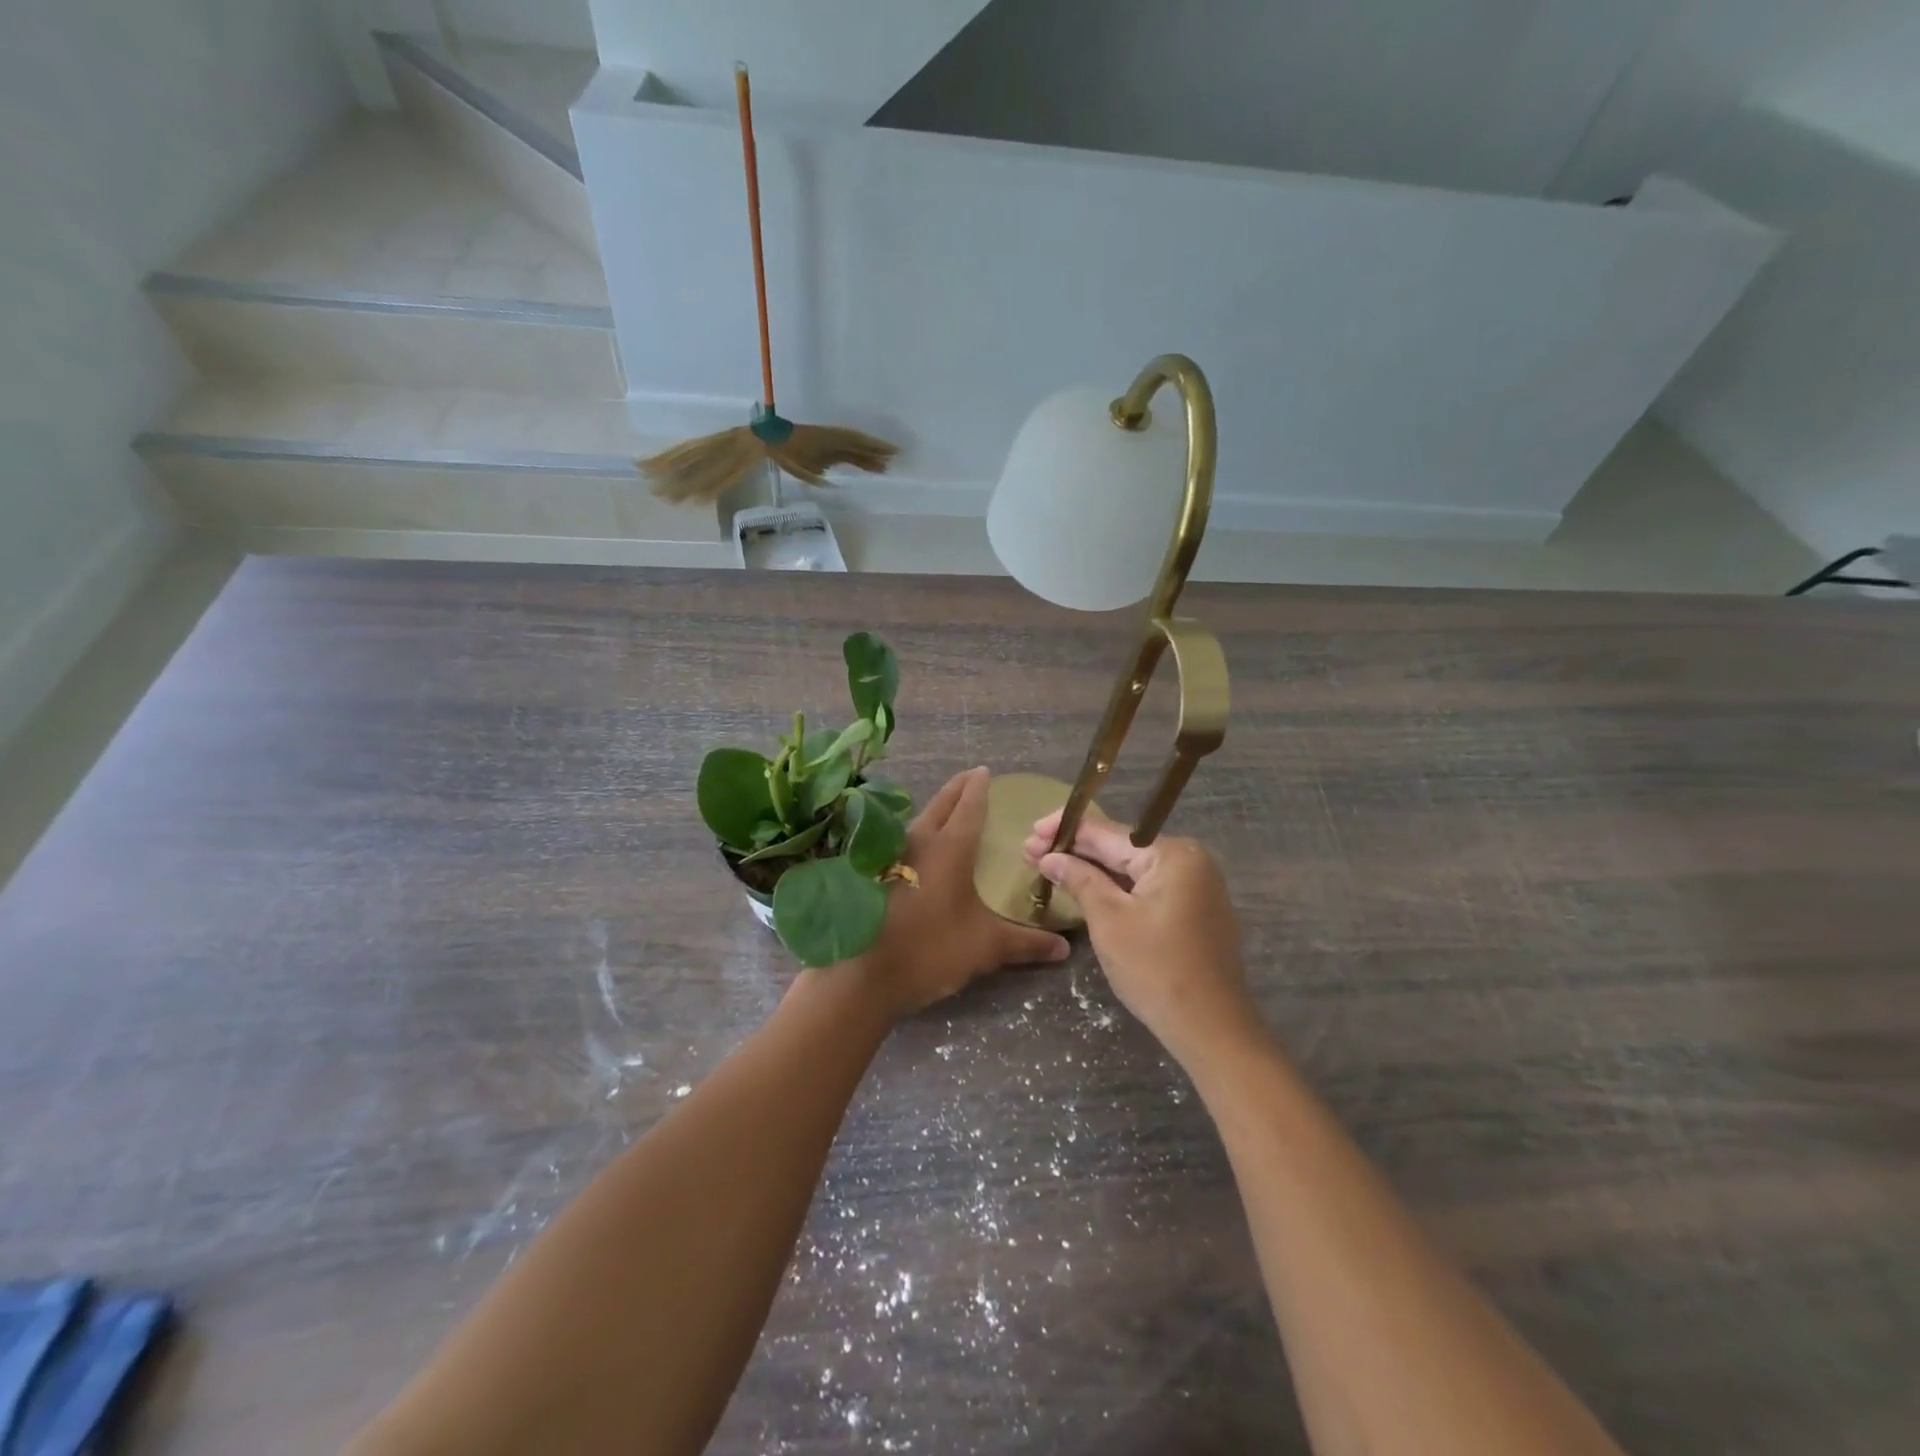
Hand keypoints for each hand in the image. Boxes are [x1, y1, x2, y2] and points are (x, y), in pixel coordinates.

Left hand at [847, 768, 1069, 1019]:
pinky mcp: (874, 874)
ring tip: (949, 810)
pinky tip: (921, 850)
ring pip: (918, 821)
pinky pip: (902, 841)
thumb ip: (1026, 943)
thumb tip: (1064, 947)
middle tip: (970, 777)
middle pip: (940, 805)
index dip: (979, 787)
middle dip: (956, 788)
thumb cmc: (931, 950)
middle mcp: (919, 842)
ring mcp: (892, 856)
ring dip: (935, 810)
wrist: (865, 975)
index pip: (969, 806)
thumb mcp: (985, 947)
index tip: (985, 771)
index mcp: (949, 848)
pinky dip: (918, 834)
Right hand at [1024, 807, 1260, 1067]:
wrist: (1212, 1029)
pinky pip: (1145, 887)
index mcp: (1172, 854)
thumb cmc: (1156, 970)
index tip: (1030, 833)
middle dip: (1074, 850)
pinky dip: (1114, 887)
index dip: (1065, 830)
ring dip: (1090, 868)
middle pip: (1120, 847)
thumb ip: (1079, 879)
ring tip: (1048, 865)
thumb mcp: (1109, 920)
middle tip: (1029, 851)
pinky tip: (1084, 886)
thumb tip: (1049, 857)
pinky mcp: (1192, 909)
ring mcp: (1194, 885)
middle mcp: (1189, 860)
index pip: (1108, 832)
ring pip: (1131, 868)